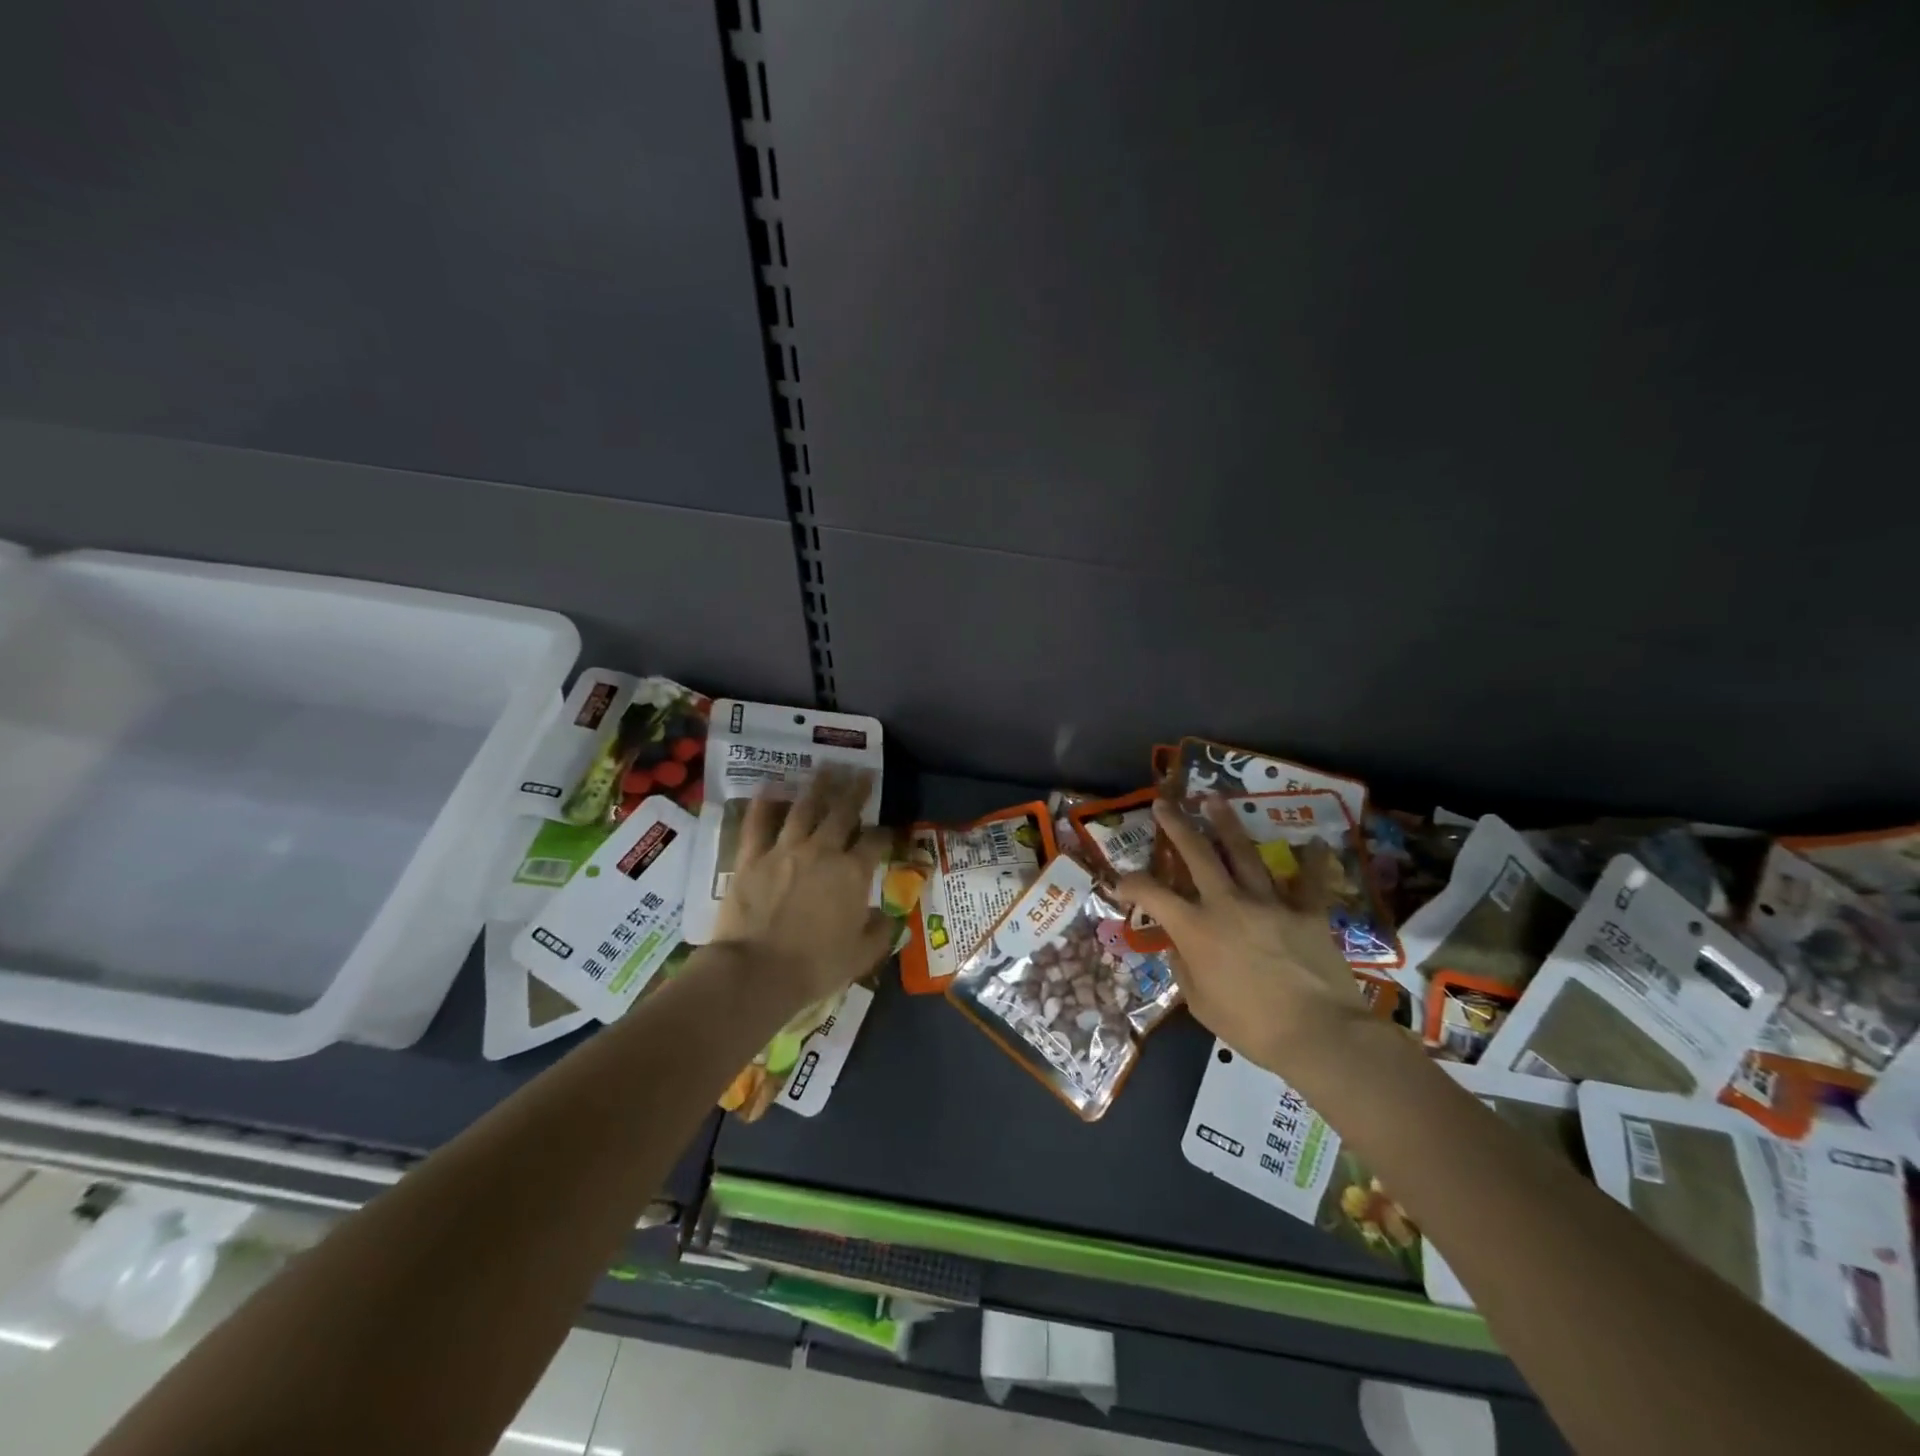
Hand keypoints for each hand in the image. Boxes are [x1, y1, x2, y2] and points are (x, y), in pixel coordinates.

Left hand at [712, 765, 893, 1007]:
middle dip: (856, 791)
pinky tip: (769, 787)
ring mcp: (785, 849)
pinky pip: (758, 823)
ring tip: (828, 768)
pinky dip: (764, 803)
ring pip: (805, 808)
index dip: (886, 832)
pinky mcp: (752, 856)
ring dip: (819, 786)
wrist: (757, 971)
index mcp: (853, 873)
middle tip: (863, 773)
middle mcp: (823, 851)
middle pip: (843, 812)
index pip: (876, 841)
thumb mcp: (861, 955)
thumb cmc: (815, 966)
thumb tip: (893, 917)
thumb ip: (881, 932)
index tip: (889, 829)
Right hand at [1117, 796, 1366, 1072]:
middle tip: (1165, 803)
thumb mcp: (1200, 1003)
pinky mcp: (1307, 912)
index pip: (1152, 894)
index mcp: (1196, 928)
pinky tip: (1313, 841)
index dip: (1131, 883)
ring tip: (1215, 801)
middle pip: (1198, 854)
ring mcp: (1269, 903)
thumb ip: (1184, 969)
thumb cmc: (1250, 1026)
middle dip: (1177, 826)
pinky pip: (1309, 881)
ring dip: (1227, 825)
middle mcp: (1228, 904)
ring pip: (1244, 854)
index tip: (1121, 881)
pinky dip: (1310, 861)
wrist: (1318, 1034)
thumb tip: (1179, 947)